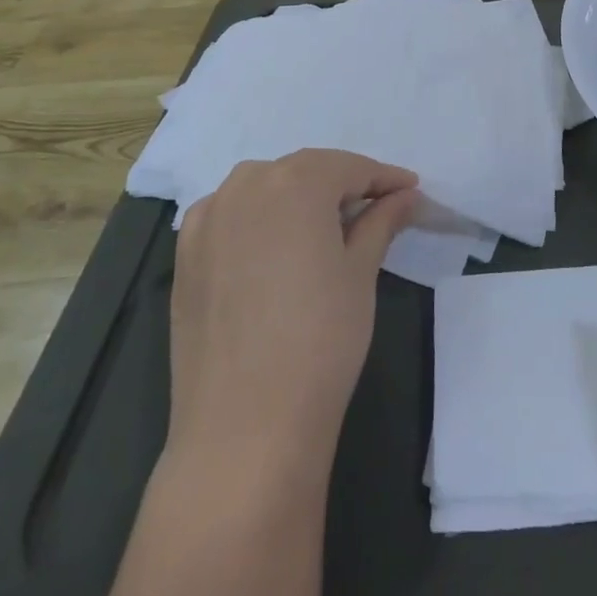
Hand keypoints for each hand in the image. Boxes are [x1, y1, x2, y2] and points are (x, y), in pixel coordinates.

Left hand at [167, 149, 418, 462]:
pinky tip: (275, 246)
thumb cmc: (321, 340)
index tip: (411, 190)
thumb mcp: (361, 272)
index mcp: (295, 182)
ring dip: (298, 197)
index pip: (349, 167)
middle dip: (341, 184)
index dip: (384, 178)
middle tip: (375, 208)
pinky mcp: (185, 255)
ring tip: (327, 226)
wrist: (244, 428)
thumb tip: (405, 196)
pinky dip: (258, 218)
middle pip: (304, 172)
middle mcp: (245, 186)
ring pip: (263, 188)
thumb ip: (380, 222)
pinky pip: (230, 216)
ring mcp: (208, 219)